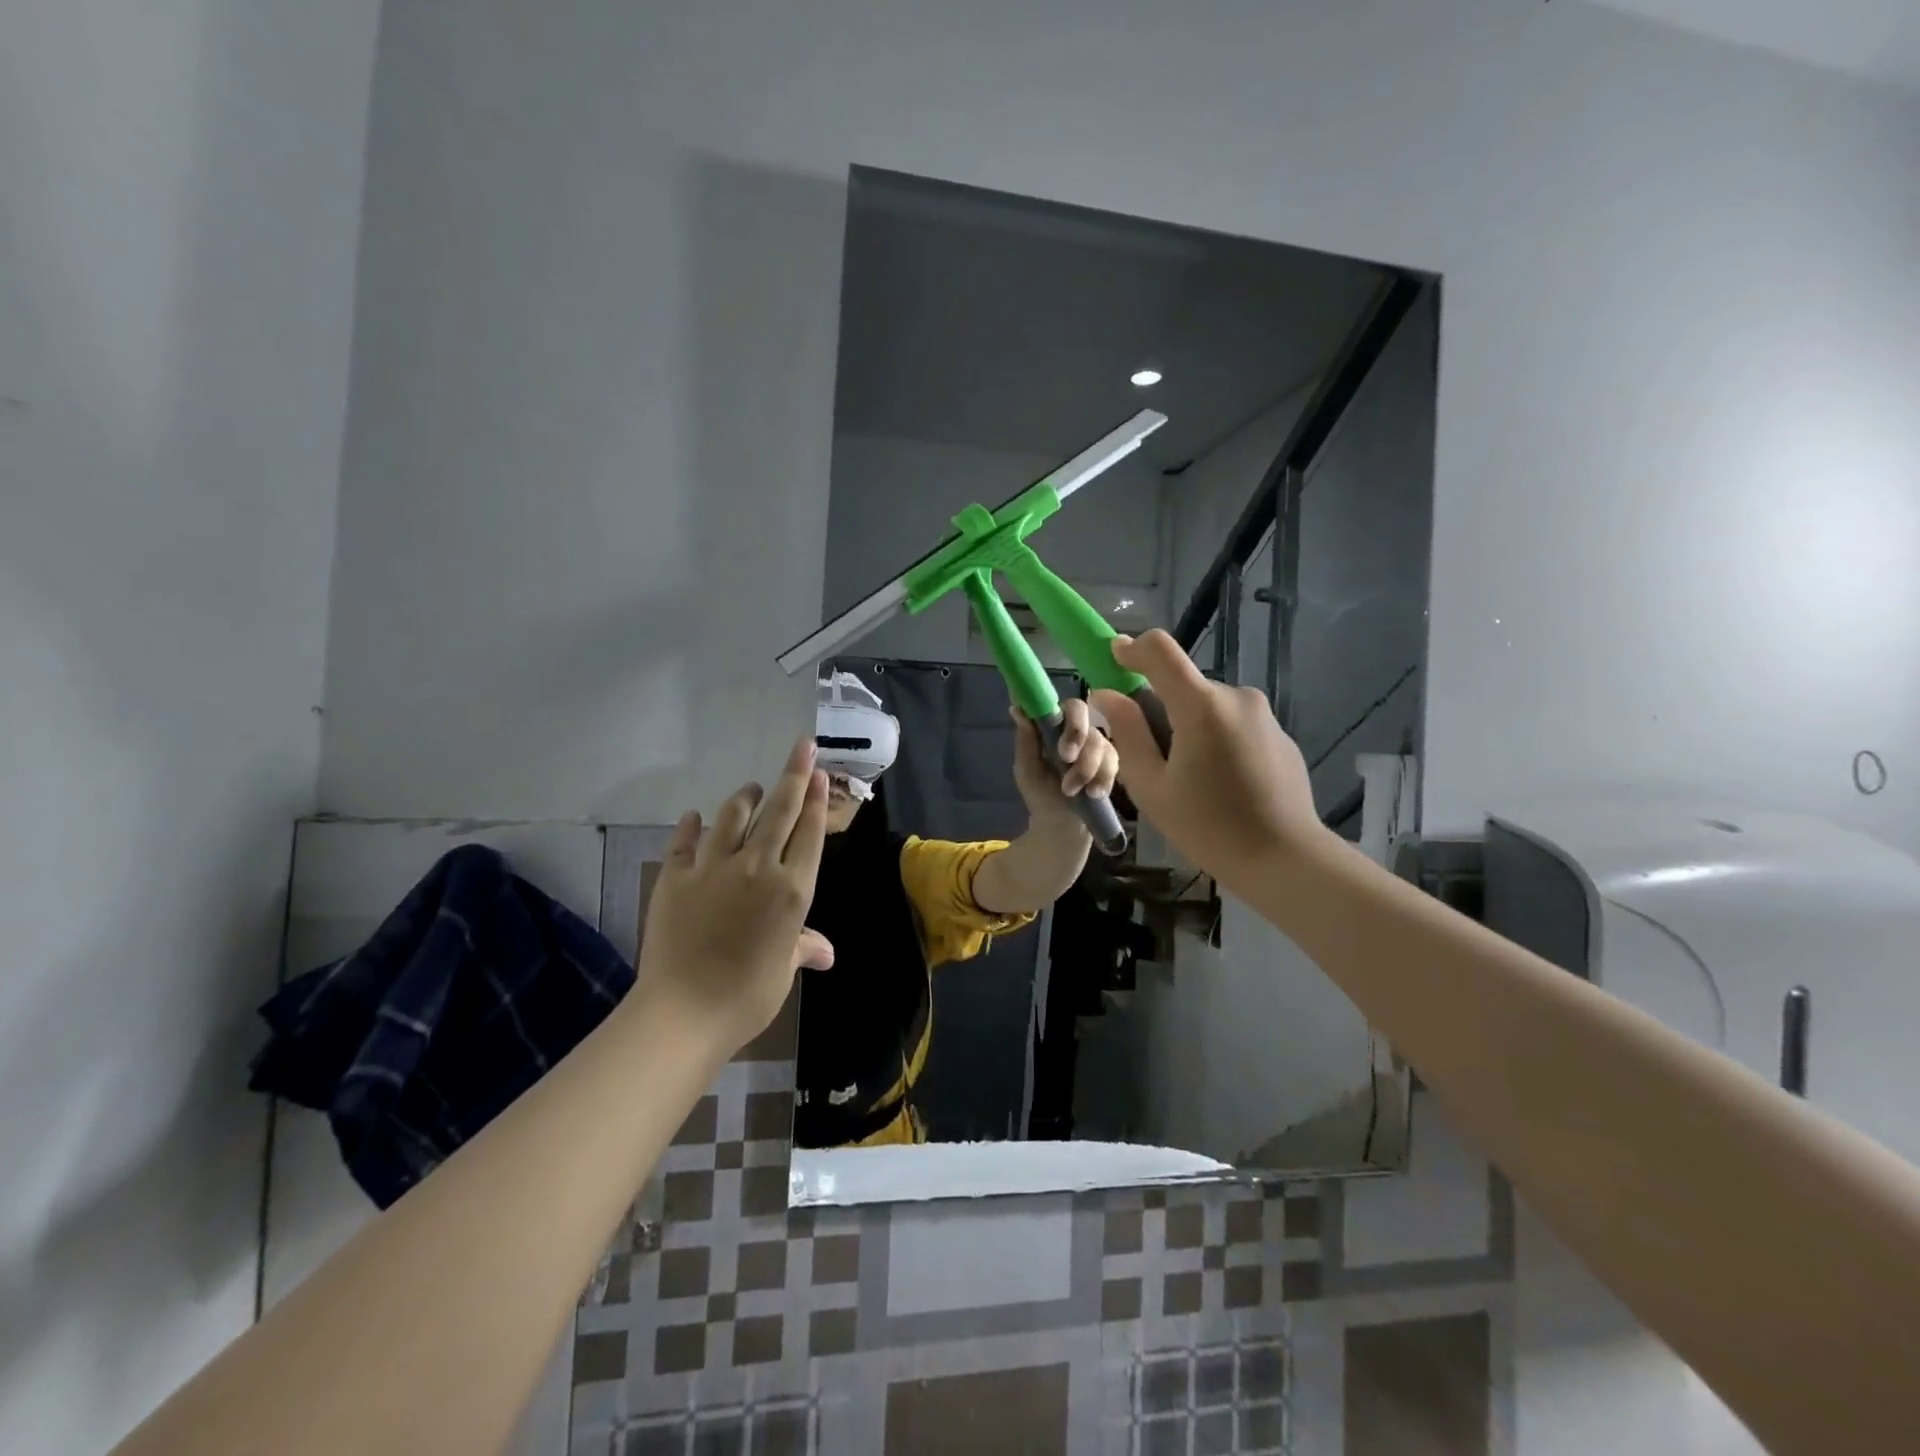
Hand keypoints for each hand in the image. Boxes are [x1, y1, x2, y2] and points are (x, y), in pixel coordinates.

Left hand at [635, 737, 835, 1054]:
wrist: (683, 1012)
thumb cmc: (747, 996)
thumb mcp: (783, 971)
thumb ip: (803, 948)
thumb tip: (826, 953)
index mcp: (792, 890)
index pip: (810, 832)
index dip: (817, 799)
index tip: (820, 772)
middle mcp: (758, 867)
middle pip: (780, 810)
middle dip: (794, 774)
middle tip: (802, 746)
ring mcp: (714, 868)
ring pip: (734, 816)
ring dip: (746, 796)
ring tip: (751, 787)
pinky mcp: (676, 877)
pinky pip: (686, 841)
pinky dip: (691, 825)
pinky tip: (694, 817)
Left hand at [1011, 696, 1119, 825]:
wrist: (1060, 823)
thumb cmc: (1040, 792)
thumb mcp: (1027, 769)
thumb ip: (1026, 740)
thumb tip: (1017, 708)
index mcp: (1055, 726)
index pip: (1067, 706)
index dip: (1069, 718)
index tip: (1062, 742)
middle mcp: (1078, 730)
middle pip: (1085, 715)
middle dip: (1077, 736)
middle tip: (1066, 759)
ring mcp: (1096, 745)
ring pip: (1099, 742)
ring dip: (1085, 768)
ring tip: (1070, 790)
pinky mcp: (1110, 764)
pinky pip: (1112, 763)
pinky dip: (1101, 779)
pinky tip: (1092, 793)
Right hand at [1089, 631, 1331, 894]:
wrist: (1285, 858)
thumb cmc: (1208, 827)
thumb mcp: (1151, 786)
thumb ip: (1127, 733)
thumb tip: (1106, 695)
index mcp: (1201, 706)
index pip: (1160, 649)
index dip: (1132, 648)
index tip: (1114, 659)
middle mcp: (1236, 697)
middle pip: (1183, 686)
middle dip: (1160, 708)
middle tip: (1150, 757)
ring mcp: (1262, 714)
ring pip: (1207, 706)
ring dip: (1188, 726)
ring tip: (1188, 778)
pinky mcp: (1278, 733)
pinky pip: (1233, 724)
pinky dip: (1216, 739)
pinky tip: (1220, 784)